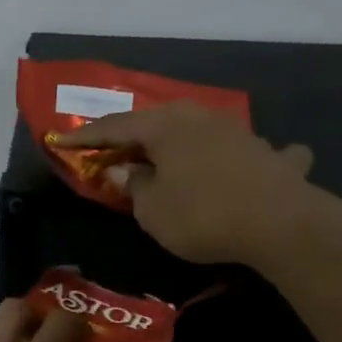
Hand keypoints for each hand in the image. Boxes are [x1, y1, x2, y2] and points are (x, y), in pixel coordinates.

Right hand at [55, 102, 322, 264]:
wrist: (280, 224)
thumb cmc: (201, 214)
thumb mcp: (151, 209)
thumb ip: (132, 185)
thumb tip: (123, 170)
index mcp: (164, 126)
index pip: (115, 127)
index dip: (86, 137)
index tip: (61, 141)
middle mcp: (201, 118)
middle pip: (158, 123)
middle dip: (135, 136)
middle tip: (114, 151)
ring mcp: (240, 133)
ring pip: (203, 131)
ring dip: (185, 143)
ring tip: (174, 157)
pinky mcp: (271, 156)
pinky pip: (254, 151)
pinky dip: (249, 156)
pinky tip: (260, 160)